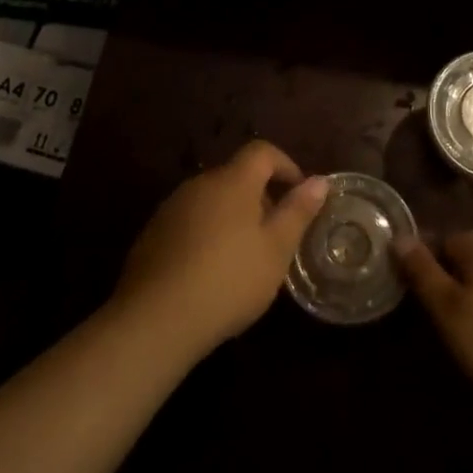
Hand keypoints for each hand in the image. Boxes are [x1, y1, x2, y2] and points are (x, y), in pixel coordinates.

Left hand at [112, 140, 329, 357]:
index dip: (286, 166)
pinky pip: (190, 221)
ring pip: (212, 200)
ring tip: (246, 256)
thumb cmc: (229, 280)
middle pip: (236, 176)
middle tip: (277, 234)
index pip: (262, 152)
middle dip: (261, 196)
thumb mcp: (276, 250)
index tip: (300, 195)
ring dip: (233, 216)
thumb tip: (319, 180)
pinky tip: (211, 271)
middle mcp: (199, 184)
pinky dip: (208, 233)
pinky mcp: (152, 234)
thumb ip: (298, 211)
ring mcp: (171, 208)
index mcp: (232, 181)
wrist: (155, 320)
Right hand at [397, 232, 472, 419]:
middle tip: (428, 318)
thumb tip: (400, 236)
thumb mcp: (447, 311)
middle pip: (467, 262)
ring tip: (455, 337)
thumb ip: (422, 272)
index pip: (444, 239)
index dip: (423, 261)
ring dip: (469, 303)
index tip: (408, 290)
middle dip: (446, 283)